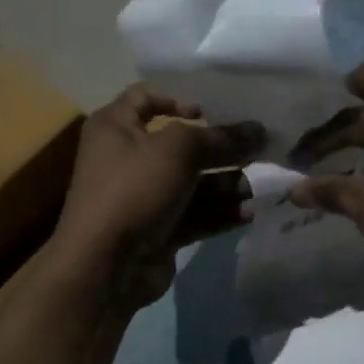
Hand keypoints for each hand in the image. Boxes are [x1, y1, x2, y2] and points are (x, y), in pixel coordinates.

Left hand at [51, 86, 265, 309]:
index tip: (210, 111)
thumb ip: (220, 137)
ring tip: (255, 188)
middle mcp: (126, 158)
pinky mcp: (159, 230)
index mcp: (115, 127)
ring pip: (192, 183)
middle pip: (180, 145)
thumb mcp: (178, 150)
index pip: (144, 98)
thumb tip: (258, 129)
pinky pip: (194, 214)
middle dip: (219, 148)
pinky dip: (219, 212)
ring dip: (225, 183)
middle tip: (257, 150)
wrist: (105, 265)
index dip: (177, 99)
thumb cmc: (134, 189)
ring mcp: (143, 197)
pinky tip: (248, 213)